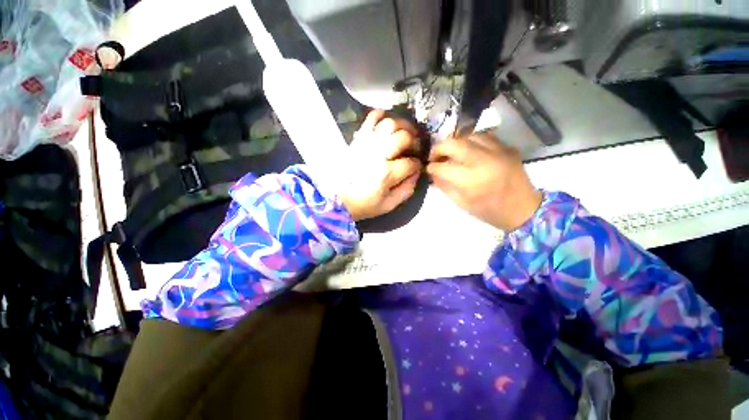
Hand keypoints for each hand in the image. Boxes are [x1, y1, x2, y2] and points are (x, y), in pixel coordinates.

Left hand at [339, 110, 422, 220]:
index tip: (416, 167)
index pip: (411, 163)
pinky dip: (381, 115)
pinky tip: (387, 123)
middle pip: (404, 137)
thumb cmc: (363, 204)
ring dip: (403, 126)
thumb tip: (416, 173)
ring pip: (390, 123)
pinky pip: (371, 117)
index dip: (417, 164)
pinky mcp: (358, 138)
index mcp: (386, 174)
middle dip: (414, 141)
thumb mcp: (388, 204)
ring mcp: (367, 143)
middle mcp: (378, 154)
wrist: (336, 198)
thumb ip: (406, 190)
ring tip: (405, 133)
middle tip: (414, 147)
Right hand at [426, 132, 541, 230]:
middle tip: (435, 156)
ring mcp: (498, 151)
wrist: (523, 208)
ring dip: (456, 143)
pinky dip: (472, 141)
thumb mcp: (461, 203)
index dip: (432, 167)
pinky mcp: (507, 147)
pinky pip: (485, 136)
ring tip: (452, 152)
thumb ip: (444, 186)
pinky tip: (469, 150)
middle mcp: (484, 161)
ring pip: (469, 135)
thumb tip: (433, 173)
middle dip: (439, 148)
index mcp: (471, 181)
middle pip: (454, 144)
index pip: (443, 167)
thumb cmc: (489, 211)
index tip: (428, 168)